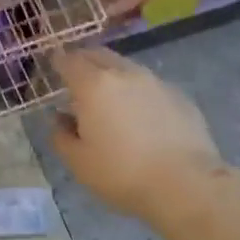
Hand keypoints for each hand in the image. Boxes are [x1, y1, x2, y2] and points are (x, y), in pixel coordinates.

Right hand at [50, 48, 225, 224]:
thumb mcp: (79, 162)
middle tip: (77, 77)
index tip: (53, 66)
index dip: (58, 61)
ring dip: (112, 75)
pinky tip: (140, 115)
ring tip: (108, 97)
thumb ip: (61, 136)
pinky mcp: (179, 96)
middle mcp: (124, 74)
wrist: (186, 184)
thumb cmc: (122, 173)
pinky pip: (149, 85)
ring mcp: (155, 82)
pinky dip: (137, 91)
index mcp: (94, 85)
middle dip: (84, 61)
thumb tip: (60, 119)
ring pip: (126, 67)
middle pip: (98, 55)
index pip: (69, 60)